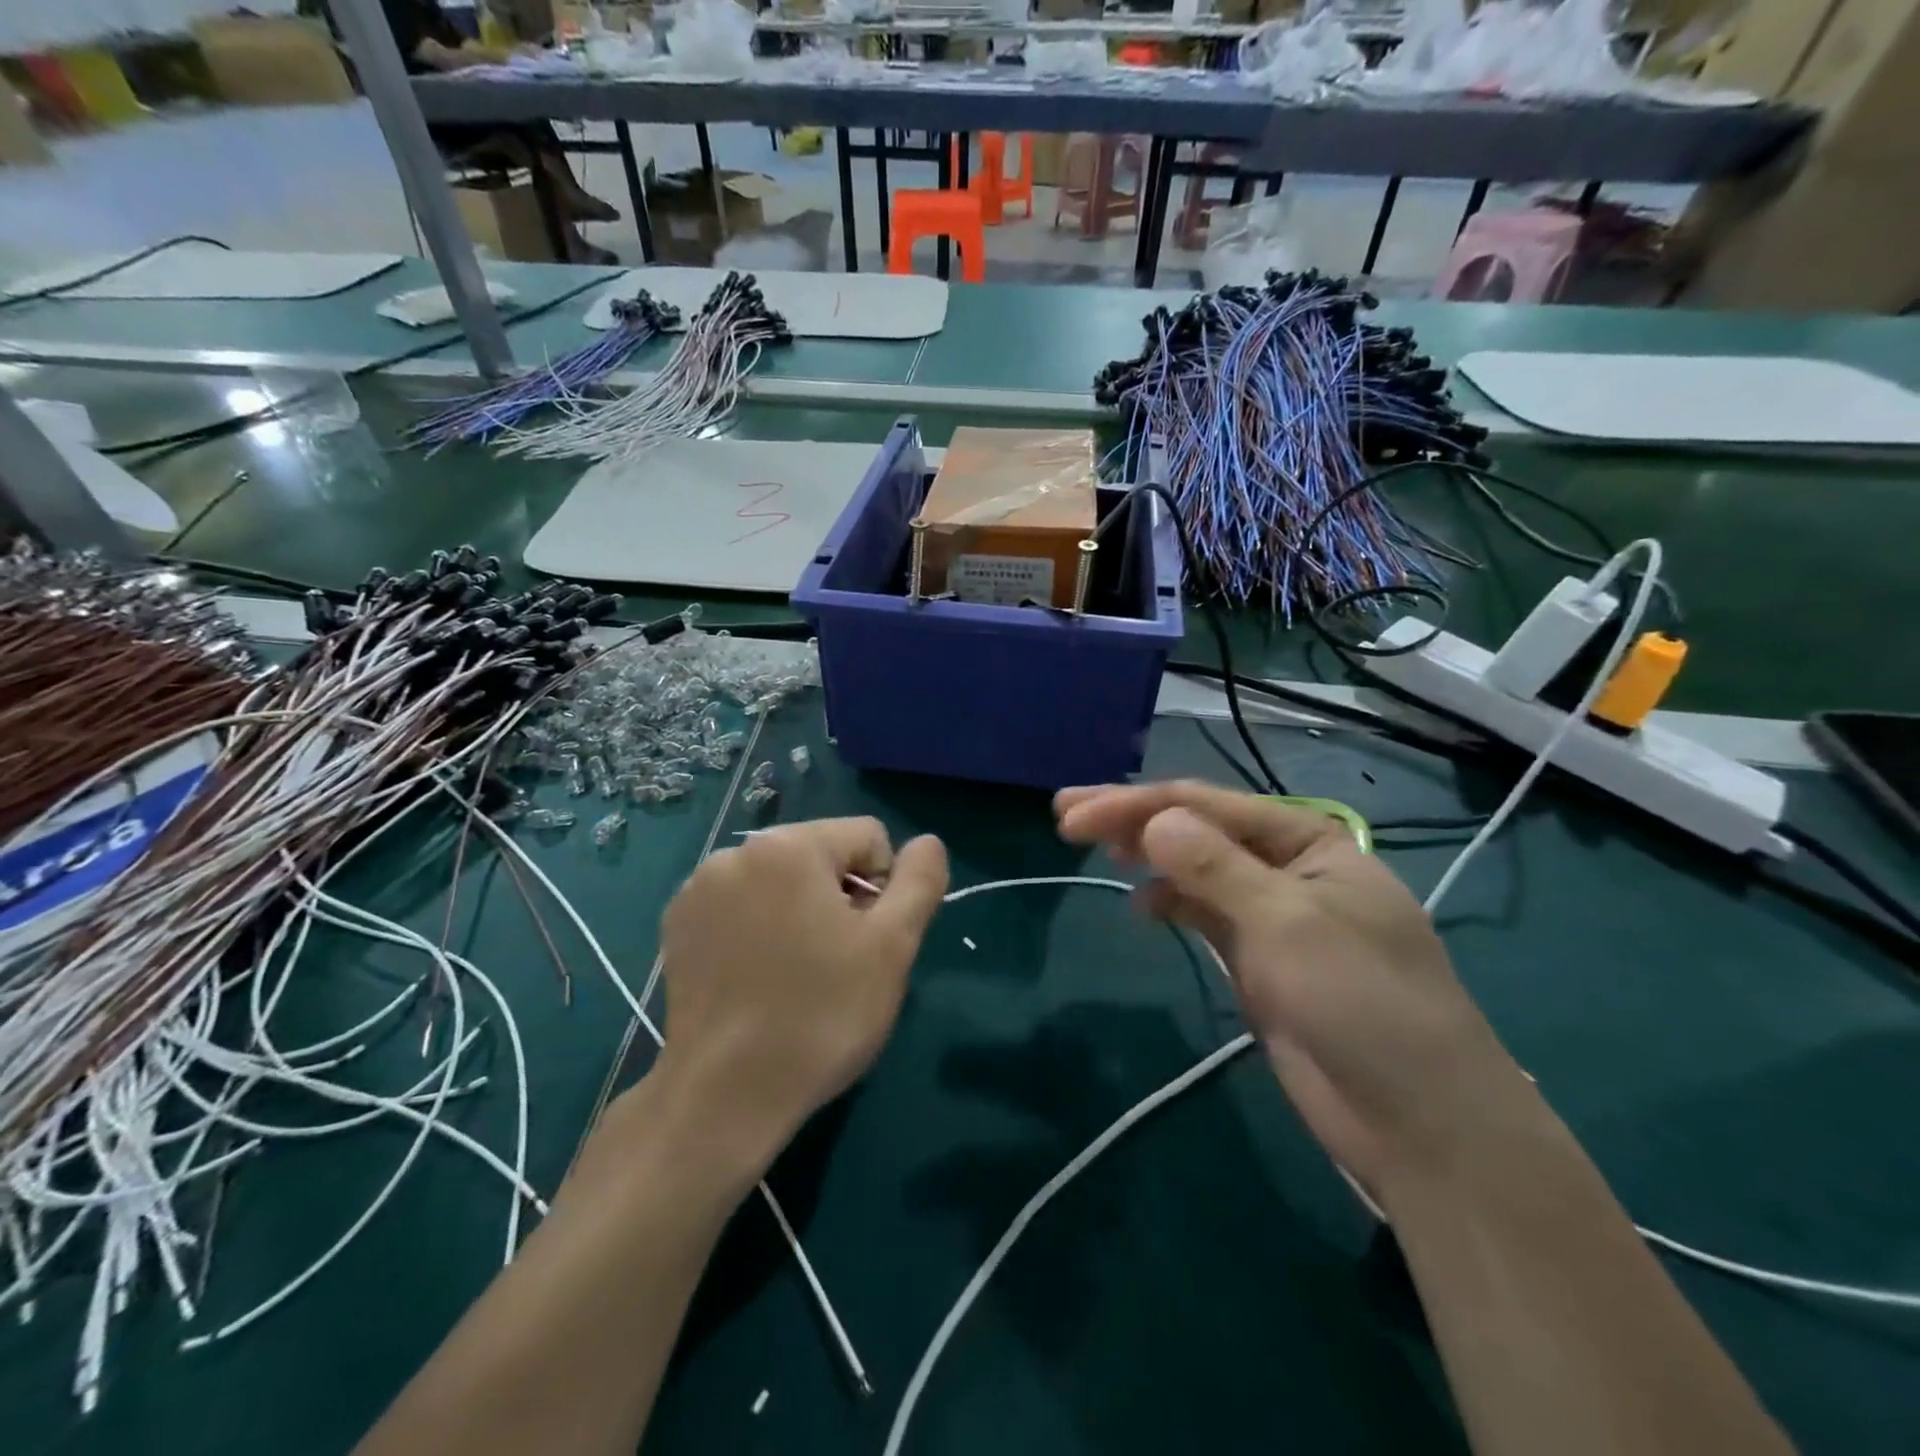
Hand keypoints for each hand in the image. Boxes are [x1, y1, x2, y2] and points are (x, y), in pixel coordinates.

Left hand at [650, 819, 949, 1173]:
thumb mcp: (892, 946)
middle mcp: (737, 851)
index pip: (868, 838)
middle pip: (821, 855)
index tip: (868, 943)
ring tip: (796, 973)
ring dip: (800, 911)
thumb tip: (928, 841)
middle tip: (837, 962)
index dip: (884, 888)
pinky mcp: (677, 924)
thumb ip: (919, 880)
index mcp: (790, 845)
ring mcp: (698, 888)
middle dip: (839, 897)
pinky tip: (757, 977)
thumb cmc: (822, 1015)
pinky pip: (741, 903)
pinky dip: (758, 927)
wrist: (726, 1096)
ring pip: (781, 880)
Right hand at [1056, 782, 1539, 1205]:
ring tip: (1094, 848)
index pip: (1205, 805)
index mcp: (1306, 839)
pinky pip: (1203, 910)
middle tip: (1065, 816)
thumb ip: (1216, 867)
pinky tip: (1141, 904)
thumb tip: (1154, 820)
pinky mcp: (1258, 957)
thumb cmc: (1362, 1003)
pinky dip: (1169, 900)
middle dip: (1132, 819)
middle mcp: (1286, 865)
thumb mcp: (1286, 923)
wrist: (1418, 1122)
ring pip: (1195, 867)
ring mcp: (1270, 912)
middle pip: (1196, 828)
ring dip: (1147, 854)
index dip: (1135, 805)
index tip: (1072, 816)